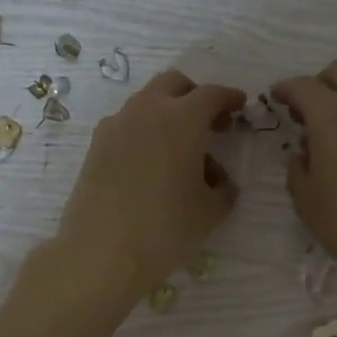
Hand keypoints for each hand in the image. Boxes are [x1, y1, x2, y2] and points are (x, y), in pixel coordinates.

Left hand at [52, 69, 245, 299]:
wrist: (101, 252)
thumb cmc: (166, 228)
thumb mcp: (210, 211)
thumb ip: (223, 188)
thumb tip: (218, 180)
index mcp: (182, 119)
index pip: (211, 94)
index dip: (229, 98)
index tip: (240, 106)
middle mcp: (147, 111)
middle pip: (174, 85)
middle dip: (195, 96)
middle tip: (210, 123)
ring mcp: (116, 126)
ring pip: (146, 103)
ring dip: (167, 114)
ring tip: (179, 150)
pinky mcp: (96, 146)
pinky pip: (127, 126)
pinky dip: (144, 132)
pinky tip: (150, 165)